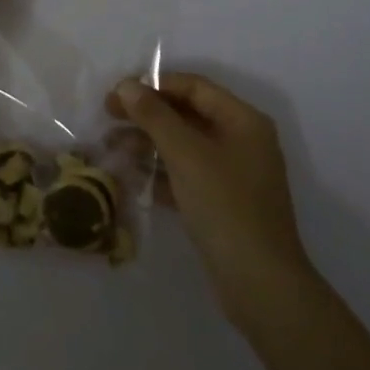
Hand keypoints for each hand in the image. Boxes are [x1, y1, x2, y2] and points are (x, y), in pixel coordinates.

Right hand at [110, 73, 314, 335]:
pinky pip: (187, 174)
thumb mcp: (186, 155)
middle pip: (188, 114)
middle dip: (148, 114)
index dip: (155, 85)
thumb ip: (155, 116)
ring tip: (112, 146)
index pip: (194, 87)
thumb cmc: (225, 206)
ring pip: (185, 145)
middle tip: (108, 116)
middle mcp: (242, 141)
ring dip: (149, 142)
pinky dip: (161, 171)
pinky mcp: (223, 203)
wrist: (261, 285)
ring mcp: (234, 174)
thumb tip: (127, 84)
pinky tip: (132, 175)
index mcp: (243, 121)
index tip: (118, 93)